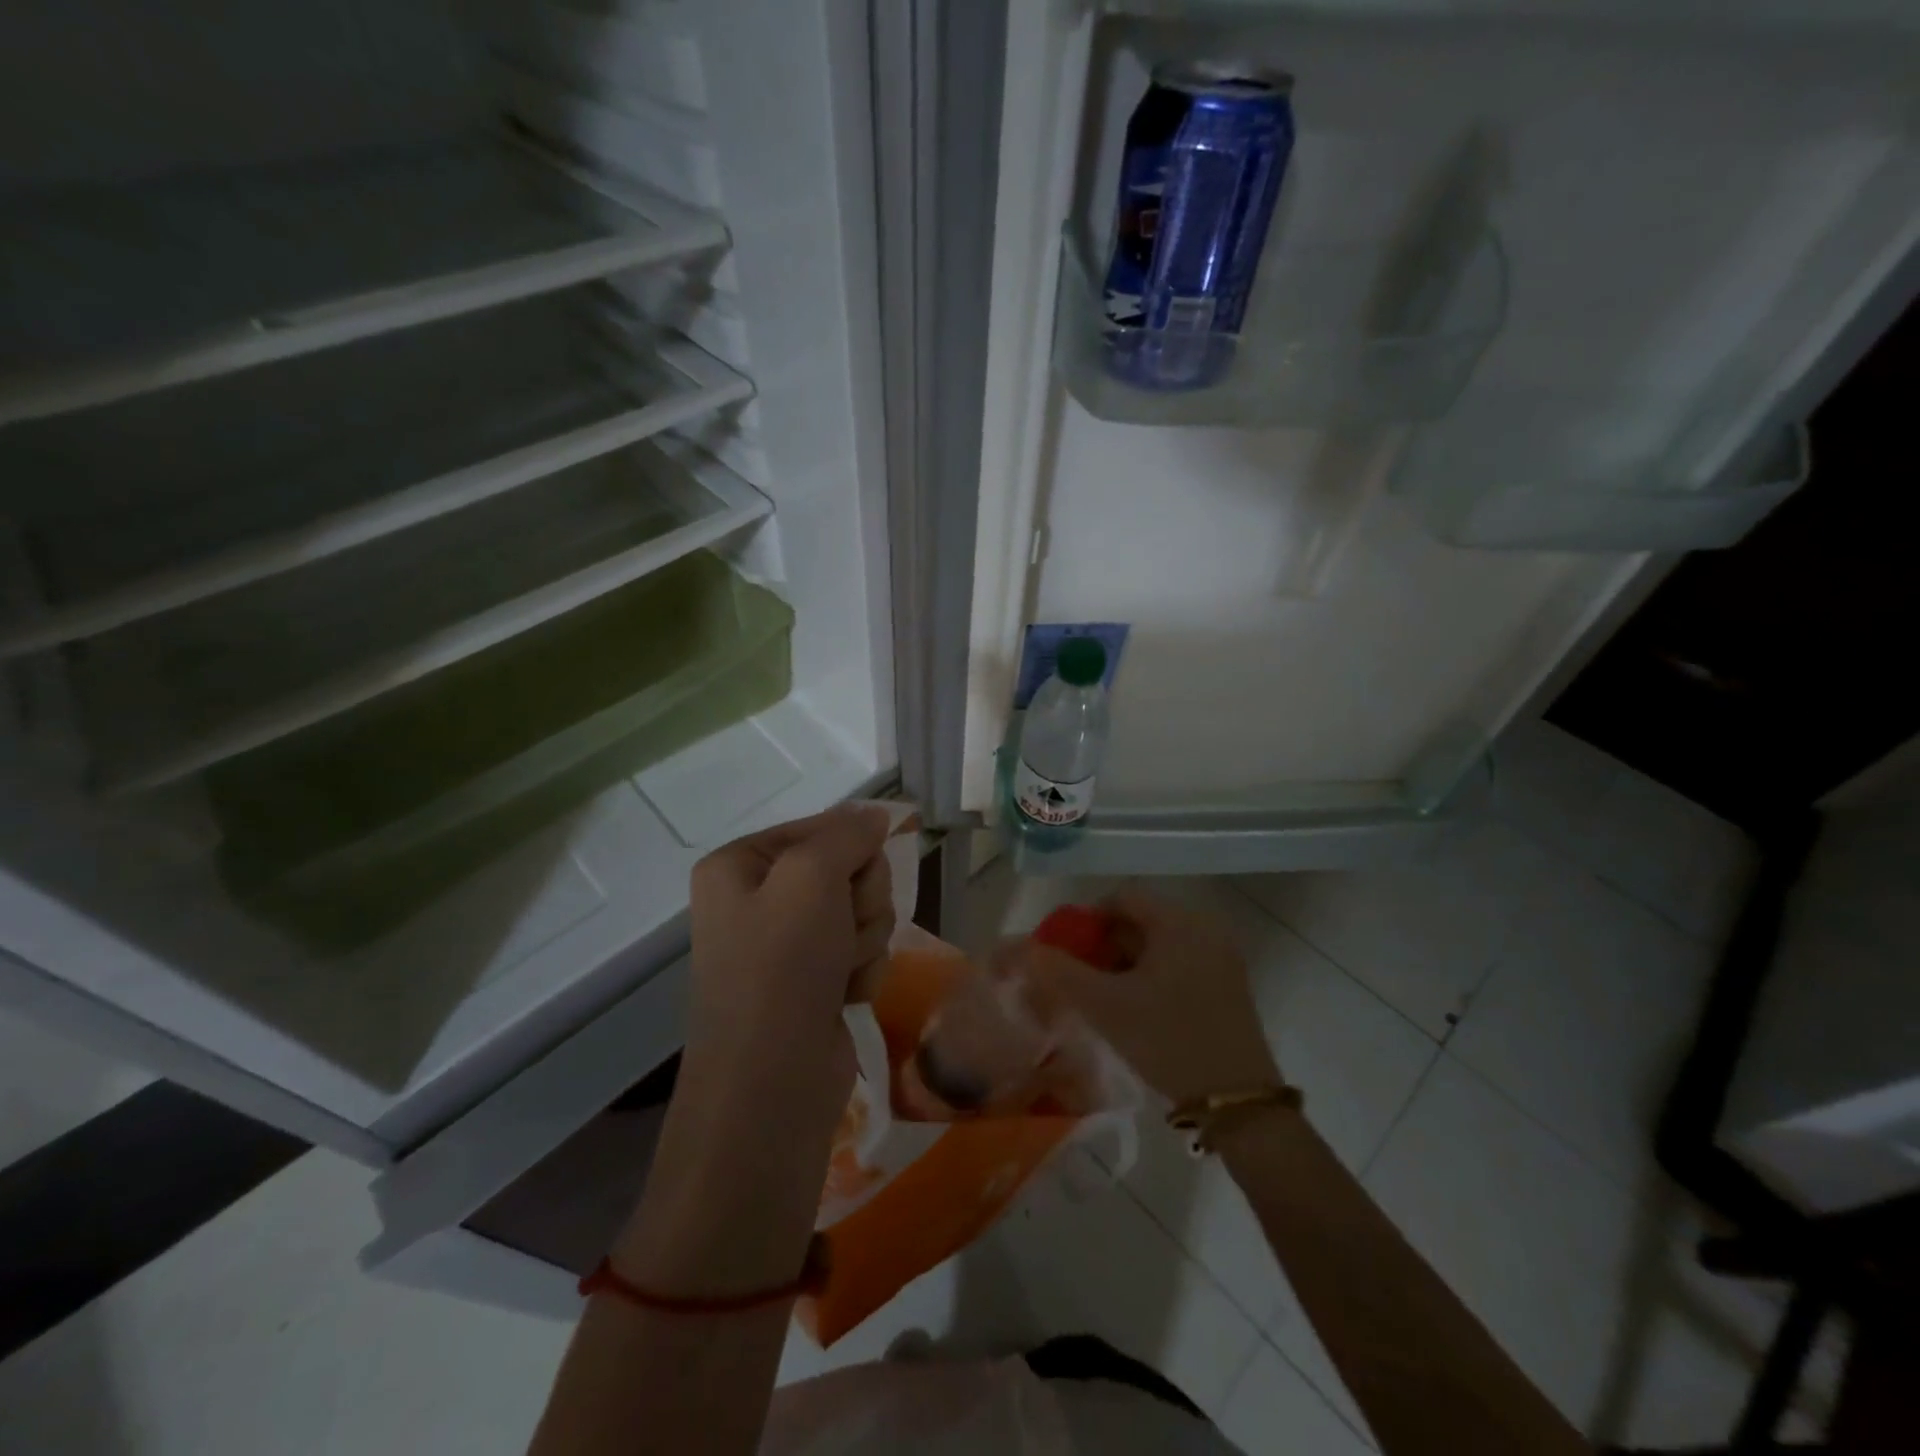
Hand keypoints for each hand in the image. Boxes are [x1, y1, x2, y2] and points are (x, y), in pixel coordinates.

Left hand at [679, 804, 894, 1138]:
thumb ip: (847, 834)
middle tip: (842, 929)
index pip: (820, 827)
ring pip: (863, 910)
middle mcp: (759, 898)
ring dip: (865, 938)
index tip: (860, 873)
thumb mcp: (810, 878)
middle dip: (860, 899)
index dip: (851, 848)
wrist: (772, 1081)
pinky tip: (846, 995)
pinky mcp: (816, 980)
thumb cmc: (781, 966)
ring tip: (840, 971)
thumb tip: (875, 815)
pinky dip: (863, 970)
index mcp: (740, 865)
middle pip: (847, 868)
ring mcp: (788, 943)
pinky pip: (863, 949)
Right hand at [1012, 887, 1279, 1105]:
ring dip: (1125, 962)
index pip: (1121, 898)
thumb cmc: (1169, 1040)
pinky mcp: (1227, 981)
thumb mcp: (1106, 1006)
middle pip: (1140, 919)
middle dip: (1104, 945)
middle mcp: (1204, 927)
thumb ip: (1060, 972)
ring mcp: (1220, 955)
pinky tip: (1137, 1009)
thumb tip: (1022, 948)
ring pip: (1157, 943)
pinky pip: (1178, 961)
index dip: (1086, 921)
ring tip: (1105, 998)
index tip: (1067, 953)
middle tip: (1082, 980)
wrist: (1237, 1101)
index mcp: (1179, 921)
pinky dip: (1151, 975)